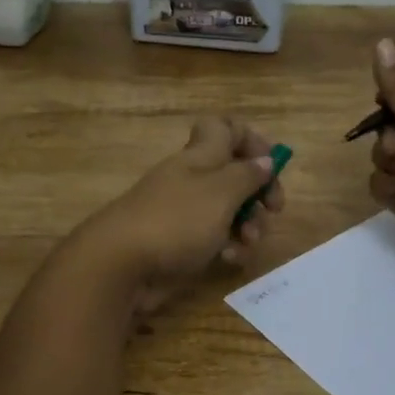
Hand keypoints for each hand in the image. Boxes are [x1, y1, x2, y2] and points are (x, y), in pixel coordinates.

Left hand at [68, 117, 285, 313]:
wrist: (120, 266)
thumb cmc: (176, 221)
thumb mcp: (220, 193)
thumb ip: (247, 175)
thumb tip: (265, 160)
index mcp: (200, 156)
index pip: (225, 128)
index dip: (251, 139)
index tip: (271, 163)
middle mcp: (193, 179)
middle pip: (235, 173)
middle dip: (259, 191)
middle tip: (273, 210)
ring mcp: (185, 213)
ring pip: (229, 210)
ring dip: (248, 224)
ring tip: (249, 241)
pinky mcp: (181, 244)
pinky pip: (214, 239)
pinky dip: (227, 247)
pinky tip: (228, 260)